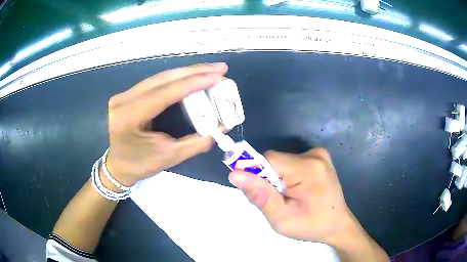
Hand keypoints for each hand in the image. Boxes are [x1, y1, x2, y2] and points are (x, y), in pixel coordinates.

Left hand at [105, 63, 227, 185]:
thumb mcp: (170, 157)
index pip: (165, 92)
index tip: (218, 76)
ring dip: (187, 72)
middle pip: (163, 78)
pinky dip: (177, 78)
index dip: (194, 82)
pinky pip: (156, 82)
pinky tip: (192, 76)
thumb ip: (197, 141)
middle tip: (220, 68)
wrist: (118, 166)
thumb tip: (223, 127)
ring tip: (211, 70)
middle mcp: (124, 99)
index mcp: (129, 116)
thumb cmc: (140, 165)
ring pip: (160, 77)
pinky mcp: (128, 94)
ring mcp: (124, 94)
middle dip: (194, 71)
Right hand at [229, 148, 352, 242]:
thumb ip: (260, 195)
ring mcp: (319, 154)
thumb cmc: (311, 225)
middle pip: (276, 160)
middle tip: (277, 200)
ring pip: (283, 162)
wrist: (337, 225)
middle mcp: (314, 154)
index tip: (258, 192)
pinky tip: (297, 191)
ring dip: (279, 178)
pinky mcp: (320, 157)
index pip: (269, 159)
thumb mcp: (281, 218)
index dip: (257, 173)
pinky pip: (293, 162)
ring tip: (288, 197)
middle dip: (269, 179)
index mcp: (307, 168)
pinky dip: (288, 176)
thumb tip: (235, 174)